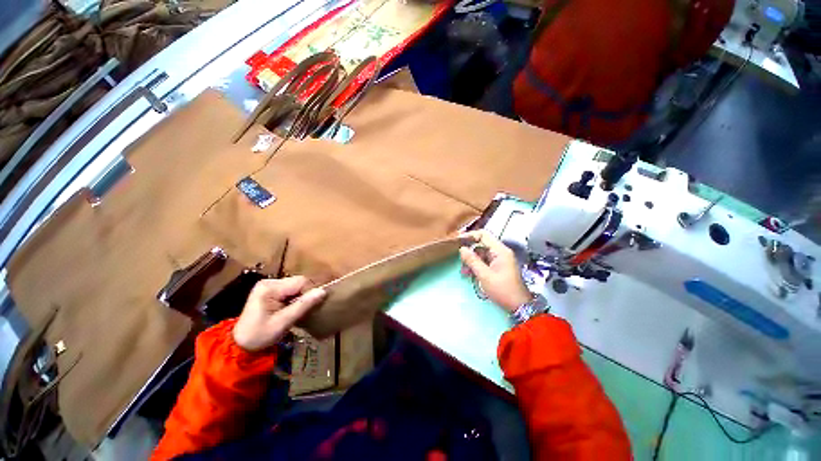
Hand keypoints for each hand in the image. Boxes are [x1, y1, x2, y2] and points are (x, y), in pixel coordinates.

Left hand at [233, 276, 326, 351]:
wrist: (241, 345)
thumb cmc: (260, 335)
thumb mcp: (283, 322)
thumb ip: (303, 305)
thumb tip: (323, 291)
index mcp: (270, 288)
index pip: (300, 282)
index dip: (310, 292)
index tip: (312, 307)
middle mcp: (269, 282)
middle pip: (298, 282)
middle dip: (305, 294)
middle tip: (306, 309)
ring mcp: (269, 285)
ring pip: (296, 285)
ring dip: (301, 296)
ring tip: (299, 309)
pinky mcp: (270, 290)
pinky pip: (290, 289)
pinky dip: (295, 297)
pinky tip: (292, 308)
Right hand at [459, 230, 531, 312]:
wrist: (519, 306)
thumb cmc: (502, 290)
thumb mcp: (484, 275)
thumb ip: (472, 260)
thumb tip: (462, 248)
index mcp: (500, 251)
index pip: (483, 235)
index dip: (470, 236)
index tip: (458, 241)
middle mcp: (501, 252)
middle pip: (481, 245)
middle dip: (469, 252)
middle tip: (460, 261)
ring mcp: (500, 260)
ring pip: (481, 254)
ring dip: (472, 261)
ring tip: (464, 272)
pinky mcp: (499, 267)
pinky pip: (485, 262)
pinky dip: (477, 266)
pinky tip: (470, 274)